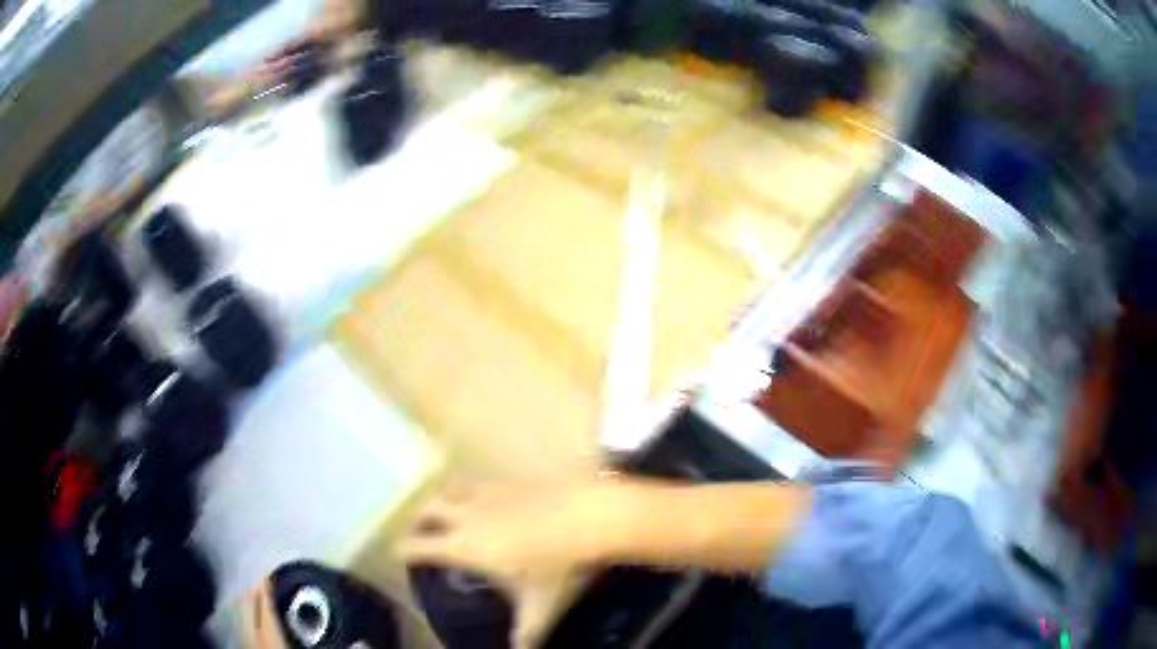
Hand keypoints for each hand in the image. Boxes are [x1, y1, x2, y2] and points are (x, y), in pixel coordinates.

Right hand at [400, 480, 632, 647]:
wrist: (589, 517)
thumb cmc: (558, 565)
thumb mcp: (539, 606)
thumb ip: (525, 633)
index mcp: (464, 546)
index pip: (416, 545)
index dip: (403, 551)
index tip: (399, 556)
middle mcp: (465, 516)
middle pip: (424, 511)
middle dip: (416, 523)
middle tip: (420, 537)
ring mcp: (485, 494)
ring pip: (445, 492)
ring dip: (437, 503)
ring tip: (442, 517)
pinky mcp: (506, 481)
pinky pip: (472, 483)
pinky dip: (464, 493)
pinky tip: (480, 503)